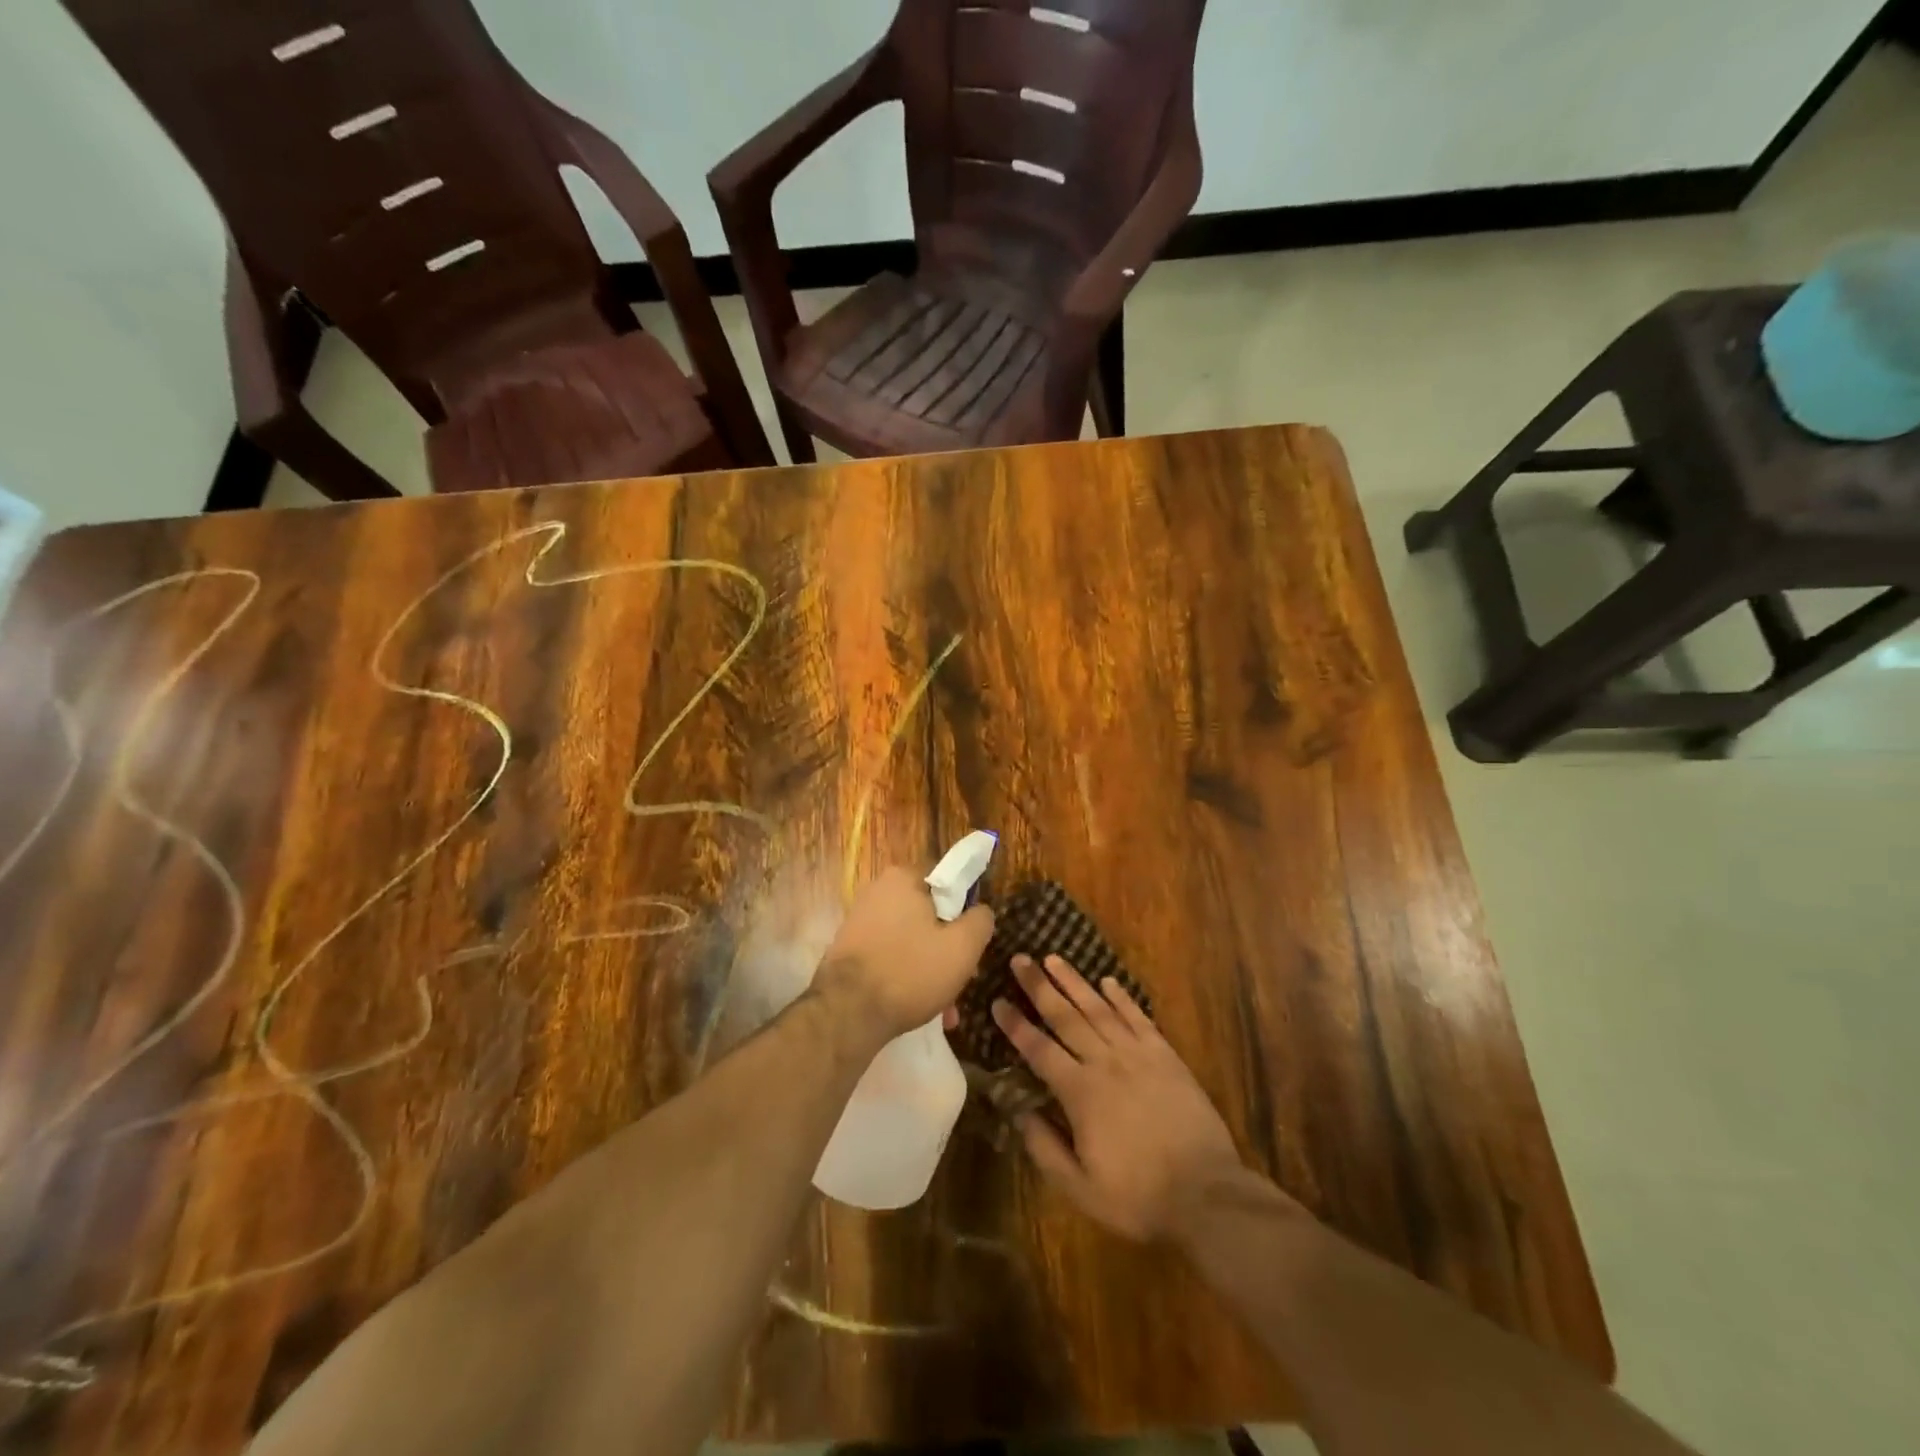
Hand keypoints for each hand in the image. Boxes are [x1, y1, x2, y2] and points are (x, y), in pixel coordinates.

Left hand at [815, 866, 993, 1046]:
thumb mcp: (963, 947)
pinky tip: (916, 1007)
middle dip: (947, 949)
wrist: (846, 1013)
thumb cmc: (910, 972)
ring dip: (930, 968)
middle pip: (930, 916)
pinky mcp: (849, 948)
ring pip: (911, 940)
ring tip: (942, 1007)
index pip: (948, 884)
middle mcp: (877, 891)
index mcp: (903, 878)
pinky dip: (906, 976)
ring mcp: (860, 920)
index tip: (970, 945)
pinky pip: (890, 955)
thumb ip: (980, 921)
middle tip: (960, 981)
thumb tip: (980, 911)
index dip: (965, 914)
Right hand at [994, 955, 1244, 1241]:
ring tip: (1054, 959)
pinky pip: (1138, 1018)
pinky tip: (1108, 982)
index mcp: (1080, 1093)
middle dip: (1039, 987)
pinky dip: (1121, 998)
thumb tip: (1018, 1112)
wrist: (1208, 1194)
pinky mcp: (1166, 1056)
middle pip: (1066, 1017)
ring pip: (1099, 1009)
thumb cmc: (1138, 1197)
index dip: (1015, 1025)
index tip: (997, 1001)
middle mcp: (1105, 1063)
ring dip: (1074, 982)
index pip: (1038, 1049)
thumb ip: (1044, 1148)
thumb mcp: (1080, 1188)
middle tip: (1020, 959)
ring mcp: (1138, 1055)